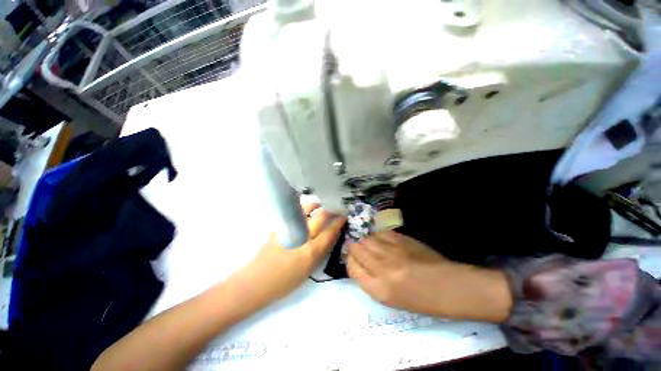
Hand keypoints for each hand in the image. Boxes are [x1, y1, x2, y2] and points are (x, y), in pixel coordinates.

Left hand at [234, 203, 345, 306]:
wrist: (257, 282)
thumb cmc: (284, 282)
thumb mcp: (308, 271)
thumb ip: (320, 253)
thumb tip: (329, 237)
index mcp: (310, 251)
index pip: (329, 232)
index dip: (338, 222)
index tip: (344, 215)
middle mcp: (302, 237)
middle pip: (319, 217)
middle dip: (329, 210)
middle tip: (334, 206)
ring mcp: (289, 230)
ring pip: (305, 211)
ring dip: (314, 205)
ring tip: (318, 204)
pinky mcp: (279, 227)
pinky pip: (294, 214)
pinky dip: (301, 210)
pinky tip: (303, 212)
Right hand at [347, 231, 512, 321]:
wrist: (447, 286)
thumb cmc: (420, 299)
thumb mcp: (390, 298)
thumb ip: (370, 279)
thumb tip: (358, 262)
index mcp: (379, 289)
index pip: (352, 267)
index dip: (349, 260)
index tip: (351, 257)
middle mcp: (382, 268)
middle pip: (356, 249)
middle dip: (353, 247)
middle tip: (357, 247)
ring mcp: (392, 251)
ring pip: (367, 238)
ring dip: (365, 240)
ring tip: (369, 243)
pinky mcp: (401, 239)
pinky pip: (381, 233)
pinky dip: (378, 235)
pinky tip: (381, 239)